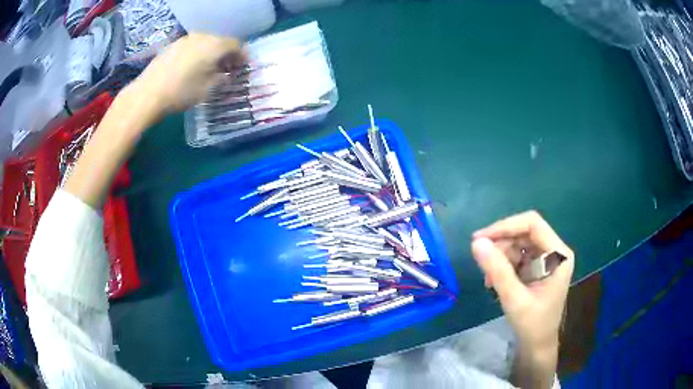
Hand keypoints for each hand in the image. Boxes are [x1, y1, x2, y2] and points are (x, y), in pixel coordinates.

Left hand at [133, 33, 242, 113]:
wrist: (148, 93)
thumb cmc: (182, 92)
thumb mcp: (208, 89)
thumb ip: (222, 78)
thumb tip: (226, 74)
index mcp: (215, 45)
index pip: (236, 45)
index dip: (242, 56)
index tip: (243, 67)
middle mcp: (202, 36)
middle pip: (220, 42)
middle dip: (226, 55)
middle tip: (227, 69)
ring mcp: (185, 39)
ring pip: (205, 43)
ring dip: (211, 54)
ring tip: (209, 68)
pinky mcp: (172, 45)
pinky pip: (191, 46)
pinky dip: (197, 54)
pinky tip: (192, 67)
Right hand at [471, 211, 573, 353]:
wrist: (537, 344)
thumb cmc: (532, 324)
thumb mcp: (514, 299)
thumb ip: (497, 270)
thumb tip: (476, 243)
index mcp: (558, 254)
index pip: (533, 224)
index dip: (506, 226)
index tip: (480, 238)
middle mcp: (554, 251)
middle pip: (524, 233)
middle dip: (501, 245)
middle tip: (481, 261)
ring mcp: (545, 258)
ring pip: (518, 243)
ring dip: (500, 257)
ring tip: (488, 278)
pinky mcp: (536, 267)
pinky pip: (516, 256)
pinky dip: (502, 265)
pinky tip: (493, 280)